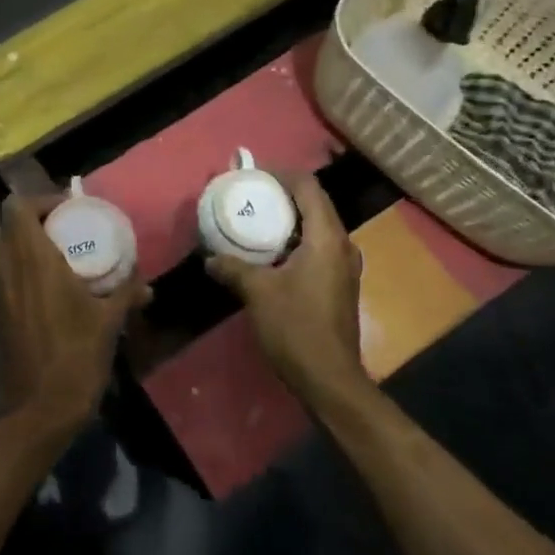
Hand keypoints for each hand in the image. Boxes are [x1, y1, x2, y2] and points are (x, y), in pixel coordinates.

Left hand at [0, 194, 150, 437]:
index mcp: (33, 259)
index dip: (40, 201)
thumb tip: (145, 284)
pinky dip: (17, 270)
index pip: (17, 206)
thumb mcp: (108, 322)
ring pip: (0, 250)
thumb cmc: (77, 357)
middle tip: (63, 232)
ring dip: (23, 245)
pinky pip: (0, 275)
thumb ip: (126, 293)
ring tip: (55, 259)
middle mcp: (7, 268)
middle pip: (6, 225)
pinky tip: (44, 290)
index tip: (69, 211)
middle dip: (32, 221)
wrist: (40, 409)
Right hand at [205, 173, 369, 408]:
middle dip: (283, 195)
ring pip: (317, 227)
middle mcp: (342, 246)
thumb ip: (233, 268)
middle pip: (315, 204)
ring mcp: (344, 267)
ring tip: (257, 219)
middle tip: (251, 195)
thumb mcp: (257, 293)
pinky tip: (270, 253)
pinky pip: (318, 248)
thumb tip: (210, 258)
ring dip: (289, 219)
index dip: (282, 174)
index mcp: (327, 238)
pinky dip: (295, 240)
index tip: (254, 175)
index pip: (309, 188)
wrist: (330, 380)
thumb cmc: (296, 327)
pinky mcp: (339, 285)